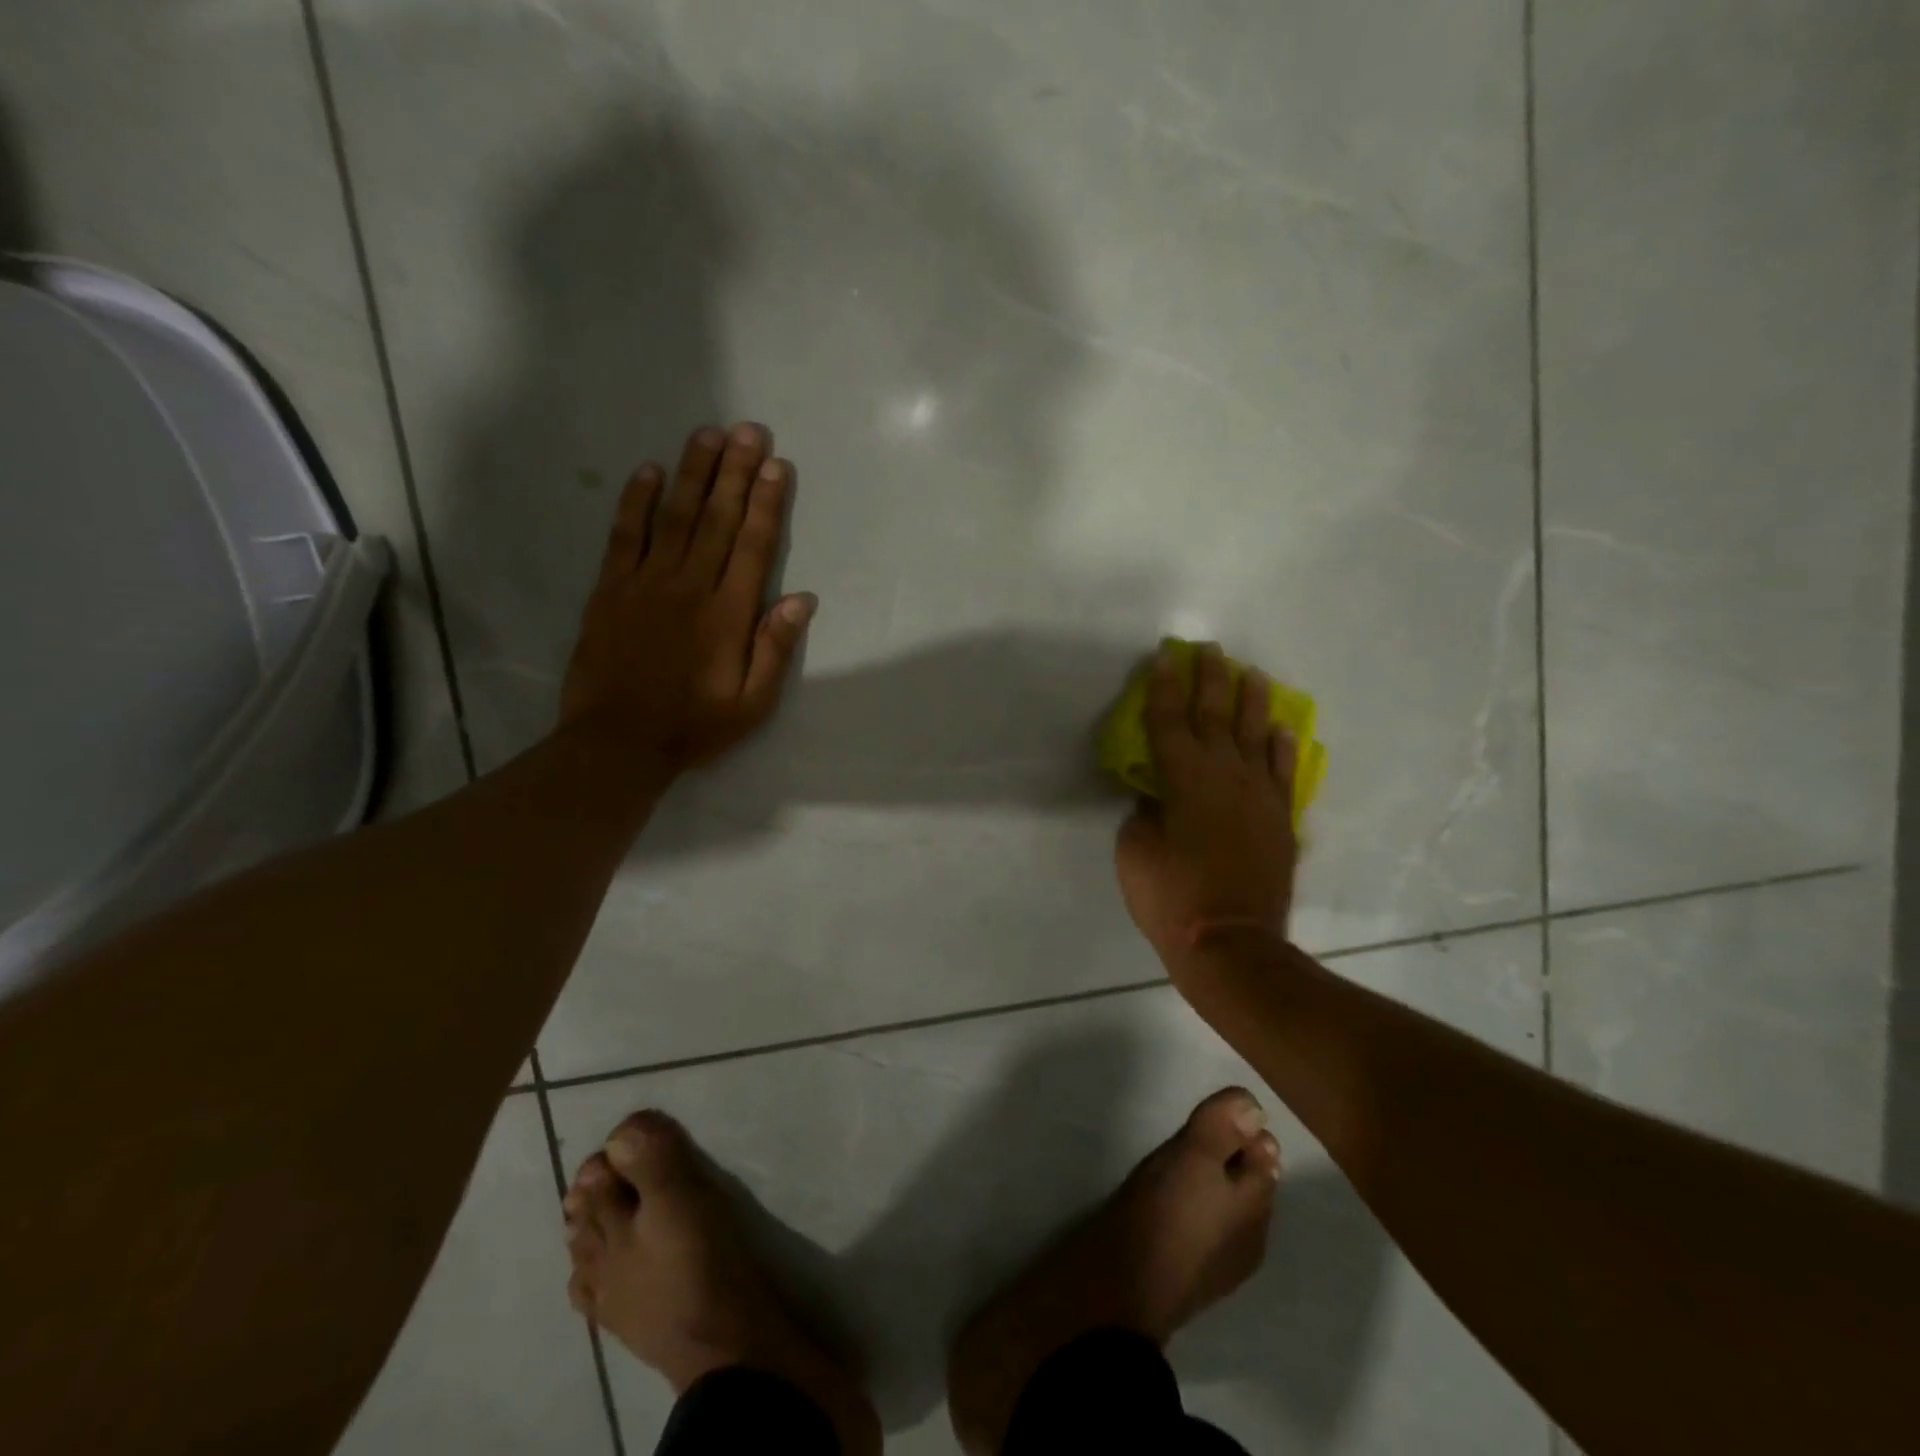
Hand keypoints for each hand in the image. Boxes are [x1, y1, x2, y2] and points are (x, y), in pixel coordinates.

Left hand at [560, 422, 814, 776]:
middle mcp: (690, 587)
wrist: (617, 743)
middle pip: (717, 519)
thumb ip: (775, 649)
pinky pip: (625, 536)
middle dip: (735, 472)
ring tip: (709, 435)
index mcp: (728, 614)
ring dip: (693, 473)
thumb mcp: (752, 704)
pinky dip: (636, 501)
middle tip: (748, 431)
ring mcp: (646, 583)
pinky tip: (649, 471)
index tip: (776, 466)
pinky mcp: (610, 589)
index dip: (766, 503)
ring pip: (674, 517)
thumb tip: (802, 599)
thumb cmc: (694, 726)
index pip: (753, 546)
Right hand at [1114, 643, 1298, 964]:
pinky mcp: (1280, 818)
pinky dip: (1282, 747)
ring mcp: (1258, 795)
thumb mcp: (1134, 852)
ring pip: (1256, 734)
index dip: (1164, 687)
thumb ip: (1144, 814)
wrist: (1231, 943)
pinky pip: (1283, 772)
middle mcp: (1223, 775)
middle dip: (1210, 679)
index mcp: (1181, 779)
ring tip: (1252, 674)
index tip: (1165, 657)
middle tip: (1210, 650)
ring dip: (1252, 701)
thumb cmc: (1170, 898)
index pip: (1169, 720)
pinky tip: (1281, 729)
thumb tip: (1158, 797)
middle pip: (1215, 715)